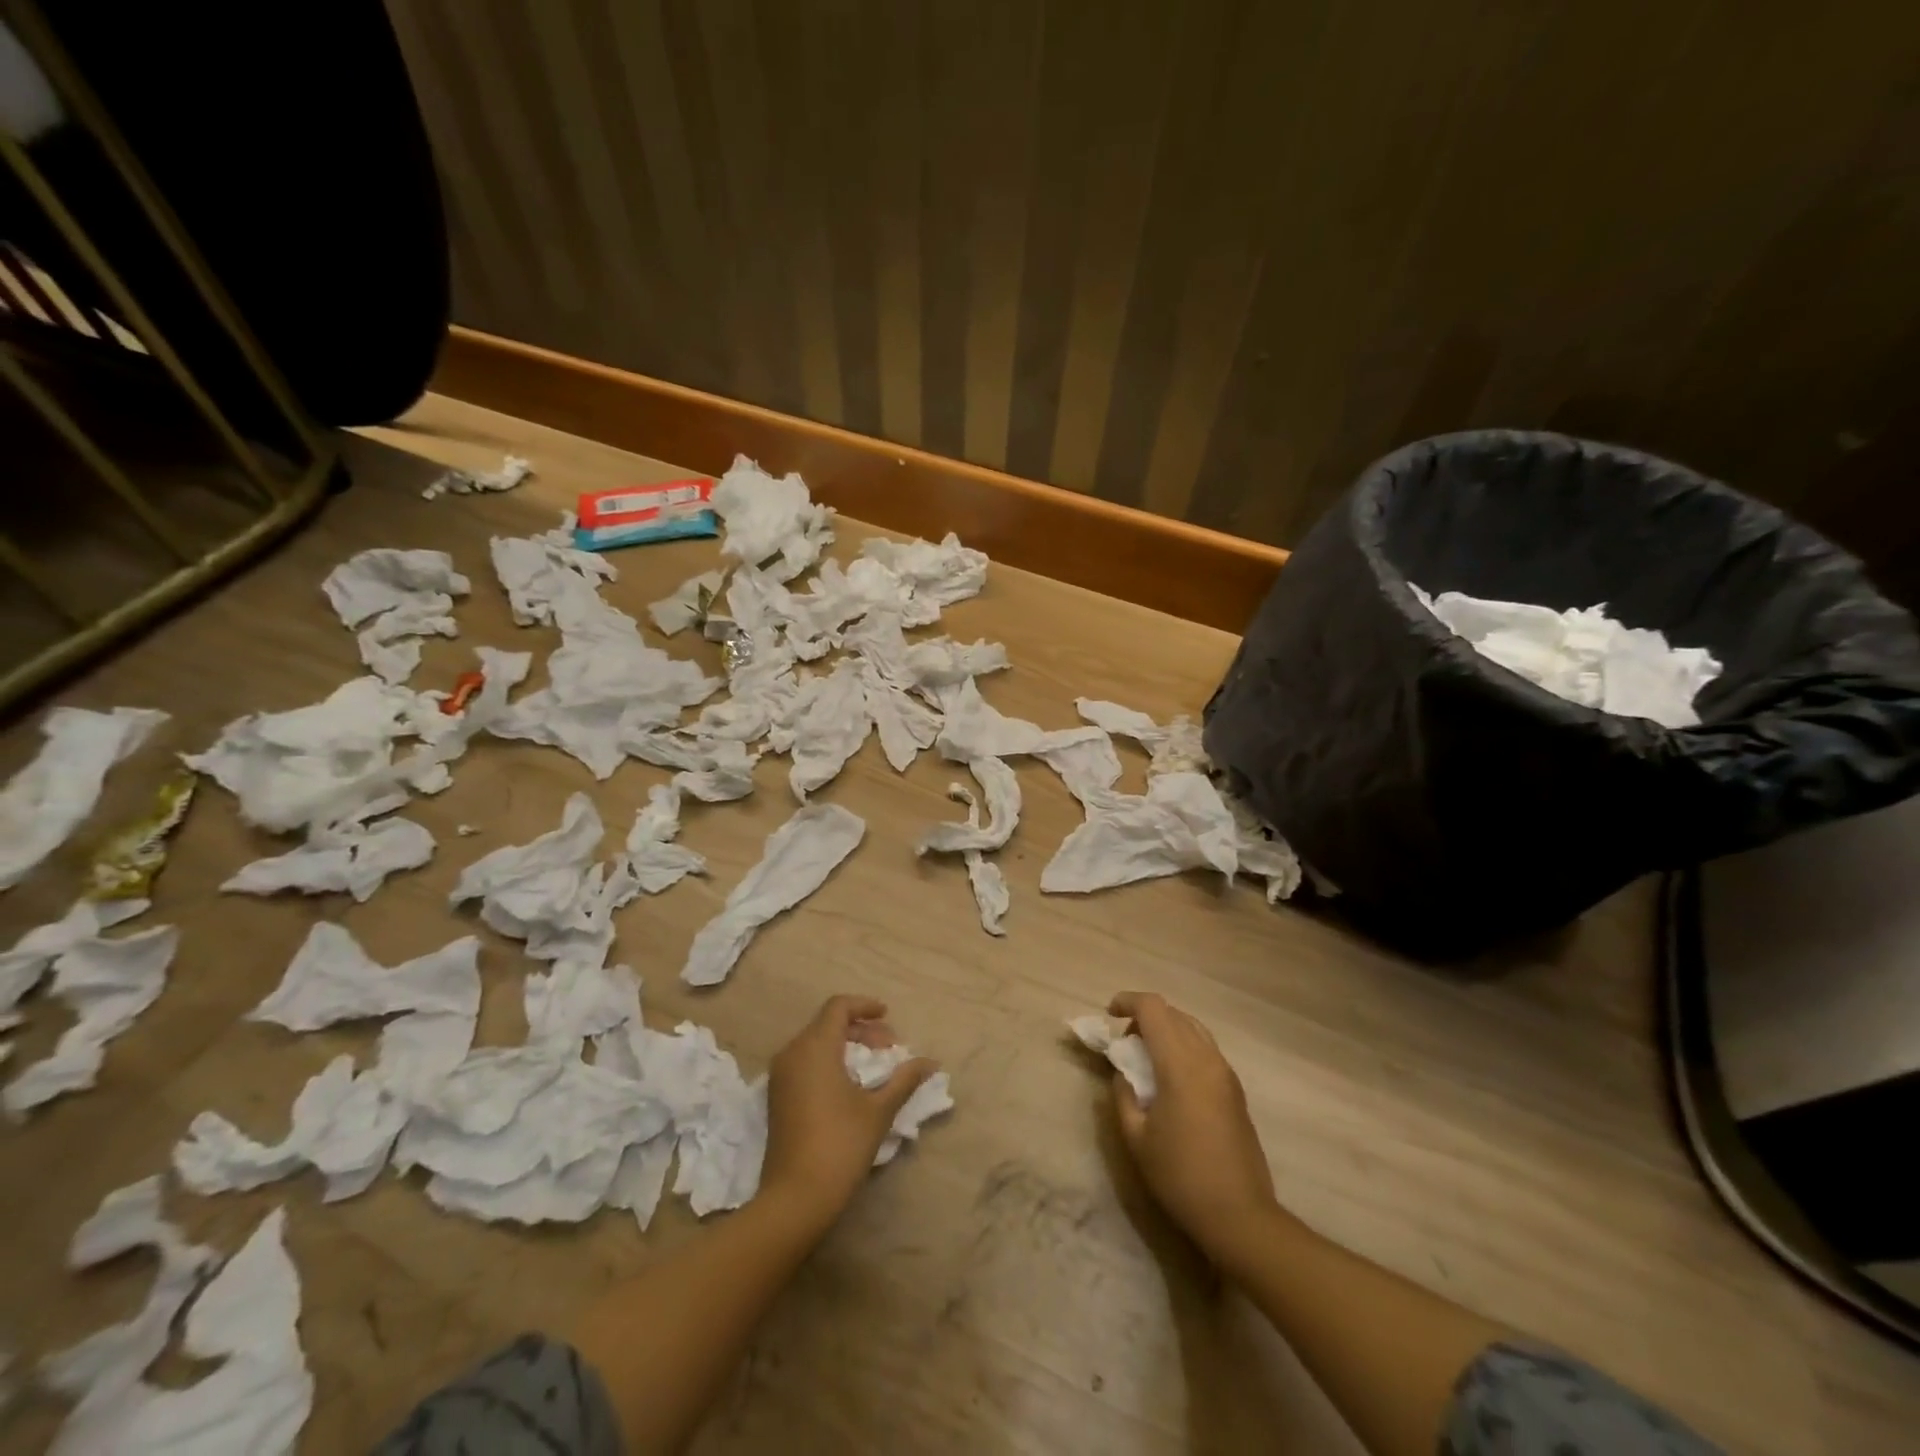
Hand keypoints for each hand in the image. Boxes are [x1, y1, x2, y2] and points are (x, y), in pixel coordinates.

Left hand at [761, 995, 937, 1227]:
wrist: (794, 1199)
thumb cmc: (840, 1145)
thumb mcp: (879, 1110)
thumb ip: (904, 1079)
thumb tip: (930, 1062)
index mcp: (815, 1047)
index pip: (838, 1007)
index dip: (865, 1006)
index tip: (888, 1017)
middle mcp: (792, 1053)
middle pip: (827, 1023)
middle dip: (860, 1029)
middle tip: (888, 1048)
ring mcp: (780, 1076)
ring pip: (815, 1042)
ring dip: (845, 1046)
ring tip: (873, 1067)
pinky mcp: (777, 1097)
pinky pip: (804, 1062)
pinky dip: (829, 1061)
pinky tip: (849, 1085)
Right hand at [1108, 992, 1285, 1275]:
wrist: (1240, 1216)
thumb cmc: (1180, 1176)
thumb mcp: (1136, 1138)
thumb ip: (1123, 1095)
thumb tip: (1122, 1073)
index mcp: (1181, 1064)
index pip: (1154, 1009)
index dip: (1128, 1001)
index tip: (1109, 1014)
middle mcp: (1207, 1058)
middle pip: (1174, 1013)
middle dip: (1145, 1016)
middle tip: (1125, 1042)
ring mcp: (1226, 1073)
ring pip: (1193, 1028)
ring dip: (1167, 1029)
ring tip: (1147, 1057)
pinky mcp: (1235, 1090)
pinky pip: (1206, 1048)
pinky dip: (1183, 1046)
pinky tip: (1171, 1077)